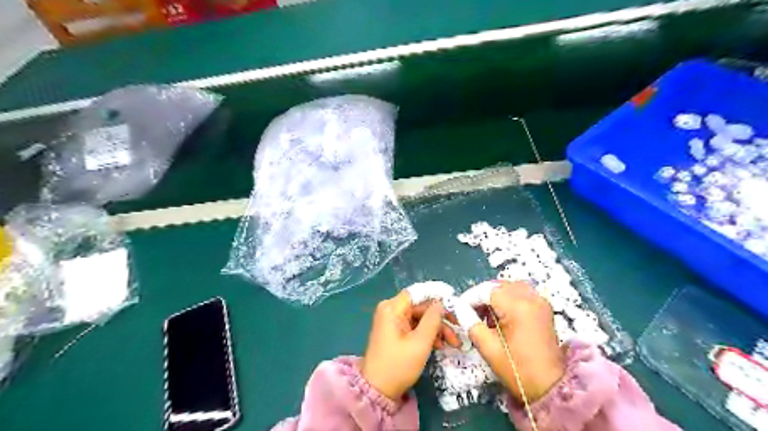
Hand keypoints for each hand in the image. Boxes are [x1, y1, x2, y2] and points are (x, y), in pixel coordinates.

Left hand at [363, 292, 457, 402]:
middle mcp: (391, 309)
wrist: (378, 390)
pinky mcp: (395, 331)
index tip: (455, 304)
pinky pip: (415, 326)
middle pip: (420, 306)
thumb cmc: (398, 366)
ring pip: (420, 317)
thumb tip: (441, 303)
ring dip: (437, 328)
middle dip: (440, 318)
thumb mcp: (420, 343)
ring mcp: (392, 321)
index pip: (418, 293)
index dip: (437, 296)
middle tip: (458, 329)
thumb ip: (432, 320)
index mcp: (392, 308)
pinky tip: (439, 345)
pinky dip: (428, 334)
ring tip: (453, 343)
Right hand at [464, 280, 565, 402]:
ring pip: (510, 287)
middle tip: (472, 313)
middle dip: (482, 296)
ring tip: (487, 316)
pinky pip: (521, 293)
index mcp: (518, 307)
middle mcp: (531, 298)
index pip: (487, 290)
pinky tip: (502, 316)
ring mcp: (540, 302)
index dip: (471, 297)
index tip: (461, 309)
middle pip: (498, 286)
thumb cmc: (517, 370)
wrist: (550, 387)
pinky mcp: (543, 308)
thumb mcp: (488, 348)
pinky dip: (508, 299)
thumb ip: (470, 323)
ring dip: (495, 297)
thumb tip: (460, 308)